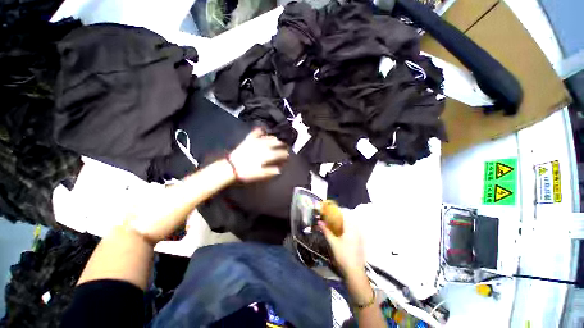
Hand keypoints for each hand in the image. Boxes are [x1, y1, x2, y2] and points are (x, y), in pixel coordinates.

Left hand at [228, 128, 288, 181]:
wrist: (231, 167)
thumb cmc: (247, 172)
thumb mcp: (261, 174)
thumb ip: (271, 171)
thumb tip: (280, 169)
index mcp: (267, 155)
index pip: (280, 153)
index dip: (286, 154)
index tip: (288, 155)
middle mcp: (264, 146)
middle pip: (277, 142)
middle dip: (283, 144)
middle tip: (286, 145)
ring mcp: (256, 141)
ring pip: (269, 137)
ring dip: (275, 137)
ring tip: (278, 138)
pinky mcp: (249, 140)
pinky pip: (256, 132)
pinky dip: (260, 130)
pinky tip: (263, 129)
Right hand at [318, 216, 365, 278]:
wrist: (354, 272)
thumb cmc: (343, 255)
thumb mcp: (333, 242)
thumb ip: (326, 231)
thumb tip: (319, 222)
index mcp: (351, 228)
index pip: (345, 215)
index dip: (337, 212)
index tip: (330, 212)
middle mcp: (356, 230)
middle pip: (348, 219)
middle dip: (339, 217)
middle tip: (331, 218)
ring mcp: (359, 236)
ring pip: (351, 225)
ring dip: (342, 223)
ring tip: (334, 224)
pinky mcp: (359, 242)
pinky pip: (353, 231)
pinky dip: (346, 229)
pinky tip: (340, 233)